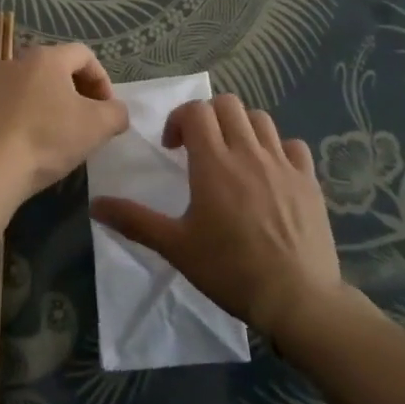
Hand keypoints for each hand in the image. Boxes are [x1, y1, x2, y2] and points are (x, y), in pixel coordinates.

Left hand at [0, 43, 130, 203]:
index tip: (108, 109)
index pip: (85, 55)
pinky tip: (40, 143)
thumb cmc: (48, 138)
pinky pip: (19, 104)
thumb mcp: (98, 126)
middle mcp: (19, 62)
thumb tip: (115, 112)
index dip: (103, 80)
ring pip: (39, 87)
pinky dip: (36, 116)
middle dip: (82, 92)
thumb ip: (117, 113)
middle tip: (91, 120)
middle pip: (60, 68)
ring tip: (67, 134)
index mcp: (47, 57)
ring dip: (58, 105)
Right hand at [90, 95, 342, 337]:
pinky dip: (278, 149)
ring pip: (260, 119)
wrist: (296, 298)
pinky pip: (293, 146)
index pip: (195, 111)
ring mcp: (283, 164)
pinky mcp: (308, 181)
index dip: (179, 119)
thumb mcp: (175, 247)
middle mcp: (248, 152)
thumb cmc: (229, 270)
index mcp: (214, 162)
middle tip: (199, 147)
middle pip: (228, 105)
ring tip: (233, 156)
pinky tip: (271, 173)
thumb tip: (95, 204)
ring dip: (241, 127)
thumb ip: (134, 221)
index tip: (173, 148)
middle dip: (208, 117)